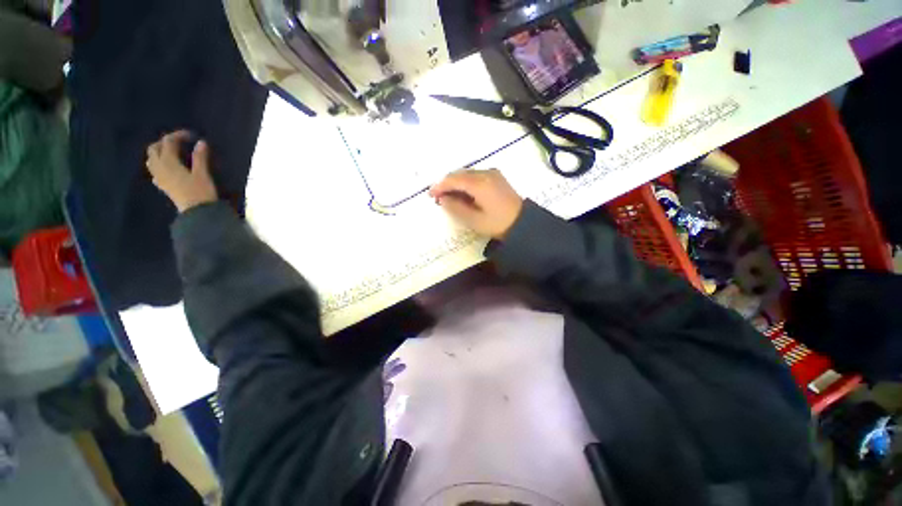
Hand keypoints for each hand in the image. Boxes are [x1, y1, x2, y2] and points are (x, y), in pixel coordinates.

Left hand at [145, 130, 217, 212]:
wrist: (196, 212)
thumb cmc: (200, 191)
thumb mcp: (203, 173)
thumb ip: (200, 157)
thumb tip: (201, 142)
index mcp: (168, 162)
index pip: (168, 142)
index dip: (178, 135)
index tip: (191, 136)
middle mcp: (159, 167)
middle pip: (154, 149)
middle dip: (164, 142)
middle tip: (179, 142)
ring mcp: (159, 177)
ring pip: (151, 159)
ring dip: (159, 152)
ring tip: (172, 153)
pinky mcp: (162, 185)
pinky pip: (154, 170)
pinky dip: (159, 164)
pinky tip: (167, 167)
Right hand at [429, 169, 523, 239]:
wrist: (523, 223)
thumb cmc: (497, 224)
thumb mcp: (473, 220)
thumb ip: (455, 207)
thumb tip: (443, 198)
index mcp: (479, 183)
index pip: (453, 179)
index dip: (439, 186)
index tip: (430, 195)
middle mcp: (485, 173)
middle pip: (459, 173)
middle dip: (446, 184)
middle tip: (438, 198)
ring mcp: (492, 173)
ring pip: (467, 173)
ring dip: (455, 183)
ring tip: (449, 197)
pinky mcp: (496, 177)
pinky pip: (475, 176)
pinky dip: (465, 183)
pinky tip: (463, 194)